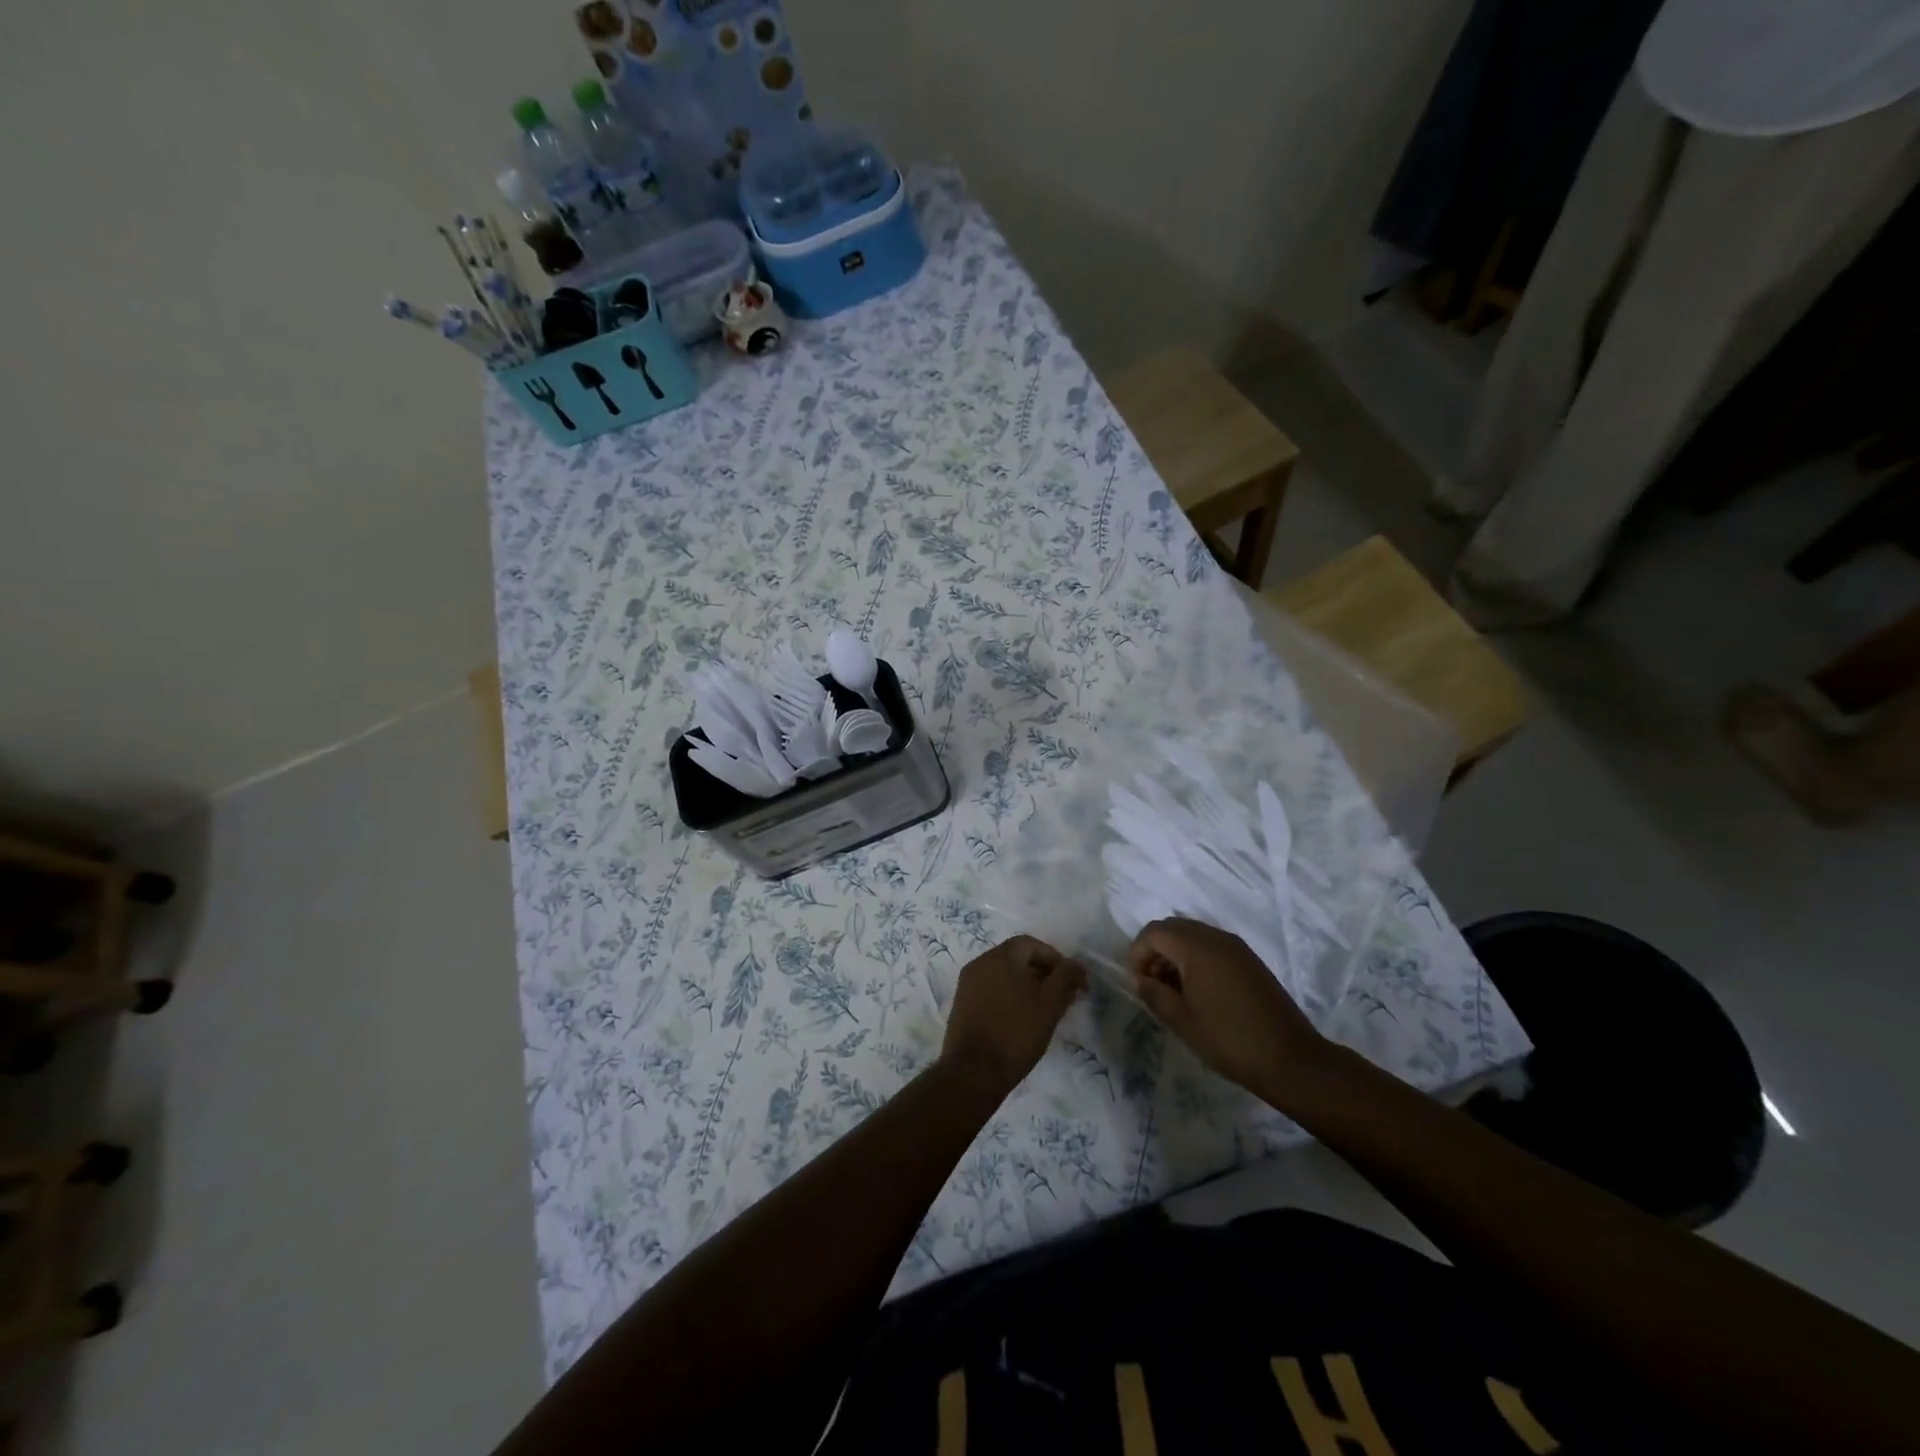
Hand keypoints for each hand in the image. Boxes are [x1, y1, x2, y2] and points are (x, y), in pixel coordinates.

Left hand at [942, 935, 1086, 1093]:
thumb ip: (1066, 978)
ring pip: (1005, 977)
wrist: (973, 1073)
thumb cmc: (1016, 1032)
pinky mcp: (963, 1007)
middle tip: (1062, 998)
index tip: (1072, 982)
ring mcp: (967, 986)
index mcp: (998, 957)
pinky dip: (1010, 999)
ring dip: (1028, 988)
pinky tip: (1022, 1022)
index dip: (1056, 959)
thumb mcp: (1050, 1004)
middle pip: (1017, 959)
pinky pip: (992, 993)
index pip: (1031, 944)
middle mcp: (979, 964)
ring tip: (1046, 1012)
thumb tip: (1076, 965)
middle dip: (1043, 974)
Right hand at [1127, 918, 1333, 1104]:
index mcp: (1197, 948)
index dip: (1137, 953)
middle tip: (1152, 984)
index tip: (1138, 983)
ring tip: (1174, 991)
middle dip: (1155, 950)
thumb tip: (1138, 979)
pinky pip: (1212, 946)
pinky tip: (1198, 991)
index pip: (1154, 932)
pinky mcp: (1249, 960)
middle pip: (1173, 927)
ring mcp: (1236, 947)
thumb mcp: (1182, 1021)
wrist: (1291, 1060)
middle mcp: (1217, 937)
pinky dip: (1196, 958)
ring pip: (1193, 935)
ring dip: (1175, 954)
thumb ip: (1154, 994)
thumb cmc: (1229, 1040)